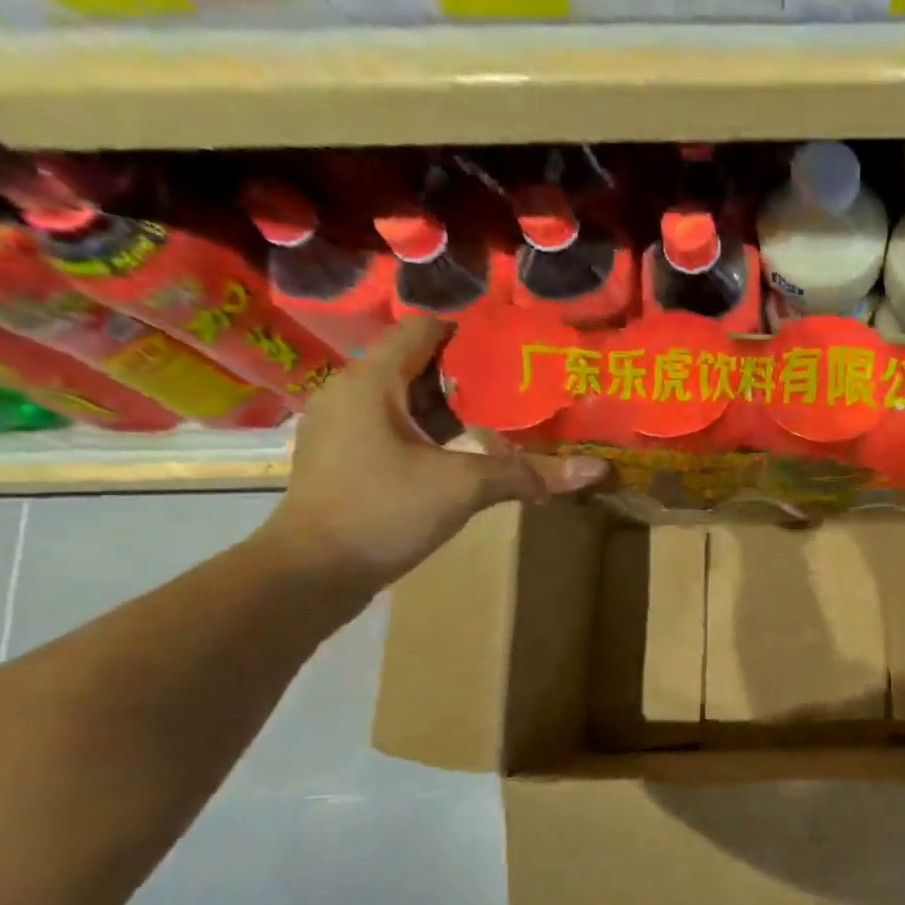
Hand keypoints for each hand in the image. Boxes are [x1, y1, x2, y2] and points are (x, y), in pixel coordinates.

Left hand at [258, 317, 604, 587]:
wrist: (310, 574)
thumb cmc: (382, 512)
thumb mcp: (462, 487)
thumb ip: (527, 472)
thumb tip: (595, 470)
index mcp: (371, 381)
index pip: (423, 330)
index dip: (470, 333)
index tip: (515, 350)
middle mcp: (352, 393)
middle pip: (418, 364)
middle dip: (471, 376)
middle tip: (521, 388)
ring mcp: (345, 428)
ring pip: (407, 400)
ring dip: (453, 408)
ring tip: (503, 419)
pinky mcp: (347, 459)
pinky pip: (395, 428)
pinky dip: (432, 433)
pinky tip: (466, 454)